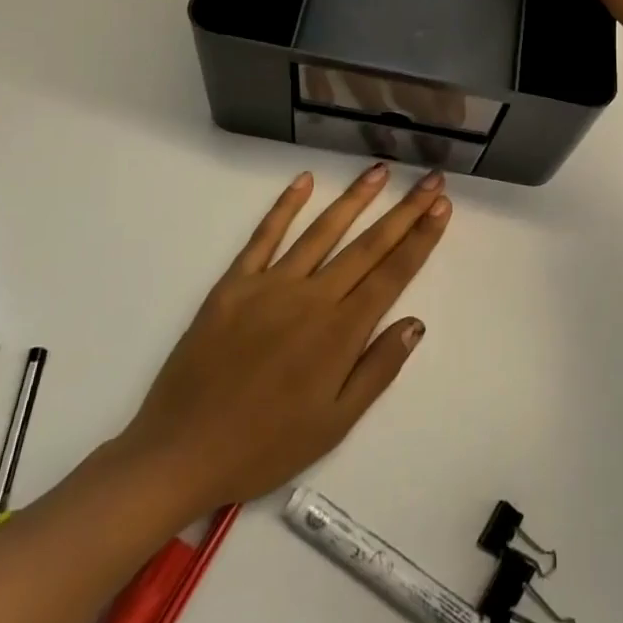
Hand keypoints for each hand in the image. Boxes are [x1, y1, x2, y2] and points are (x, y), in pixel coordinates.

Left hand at [115, 164, 449, 514]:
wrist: (180, 452)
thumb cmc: (266, 446)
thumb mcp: (335, 424)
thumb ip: (377, 369)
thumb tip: (414, 322)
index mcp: (340, 333)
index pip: (392, 273)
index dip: (421, 238)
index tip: (442, 207)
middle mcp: (312, 298)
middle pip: (368, 245)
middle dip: (404, 210)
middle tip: (431, 179)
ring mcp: (270, 285)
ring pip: (322, 231)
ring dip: (355, 198)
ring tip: (381, 170)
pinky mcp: (233, 284)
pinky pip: (263, 237)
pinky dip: (285, 206)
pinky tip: (304, 181)